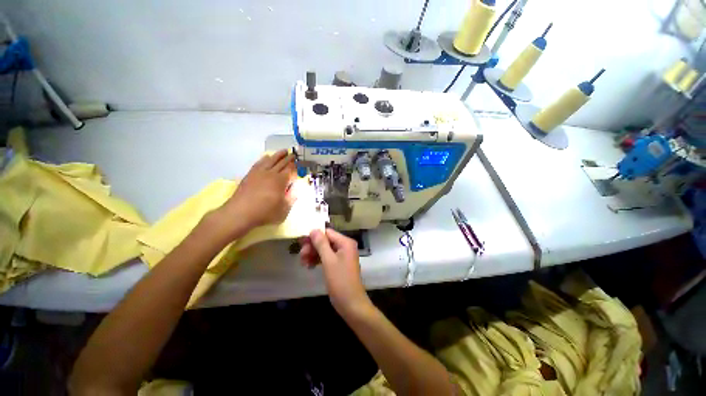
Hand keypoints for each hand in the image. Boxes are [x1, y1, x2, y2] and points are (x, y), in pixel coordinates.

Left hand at [221, 149, 295, 230]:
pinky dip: (264, 158)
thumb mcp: (284, 209)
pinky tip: (266, 157)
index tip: (299, 162)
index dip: (295, 166)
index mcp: (280, 181)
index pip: (290, 170)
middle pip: (281, 163)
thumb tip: (295, 189)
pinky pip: (259, 163)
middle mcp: (270, 173)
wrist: (240, 212)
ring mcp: (259, 173)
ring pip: (270, 160)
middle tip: (293, 154)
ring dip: (278, 155)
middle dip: (288, 158)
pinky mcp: (250, 174)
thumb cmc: (265, 212)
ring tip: (283, 151)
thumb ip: (291, 198)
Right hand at [299, 229, 370, 314]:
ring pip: (325, 249)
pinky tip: (309, 266)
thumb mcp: (328, 261)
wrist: (351, 304)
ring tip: (303, 263)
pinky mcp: (339, 264)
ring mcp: (343, 255)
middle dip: (312, 247)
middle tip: (301, 255)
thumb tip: (313, 229)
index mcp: (345, 242)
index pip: (327, 232)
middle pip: (325, 241)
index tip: (301, 242)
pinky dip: (318, 260)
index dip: (314, 236)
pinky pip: (327, 257)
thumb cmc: (340, 281)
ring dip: (313, 254)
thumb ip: (321, 244)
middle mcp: (345, 246)